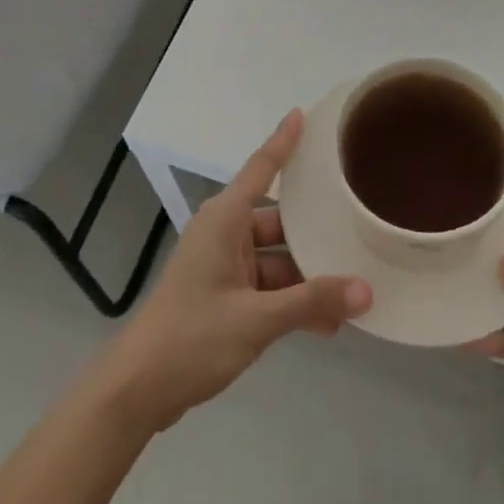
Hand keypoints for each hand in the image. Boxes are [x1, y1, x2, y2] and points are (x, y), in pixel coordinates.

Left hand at [92, 110, 371, 434]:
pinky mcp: (223, 296)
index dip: (283, 140)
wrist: (137, 390)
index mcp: (224, 219)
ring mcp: (223, 266)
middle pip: (279, 221)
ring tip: (353, 290)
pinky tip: (326, 323)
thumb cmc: (192, 337)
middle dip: (315, 233)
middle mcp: (224, 234)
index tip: (303, 113)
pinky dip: (291, 301)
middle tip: (358, 229)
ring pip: (277, 259)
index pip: (261, 168)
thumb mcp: (256, 319)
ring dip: (307, 277)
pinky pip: (267, 287)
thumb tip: (366, 290)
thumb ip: (311, 302)